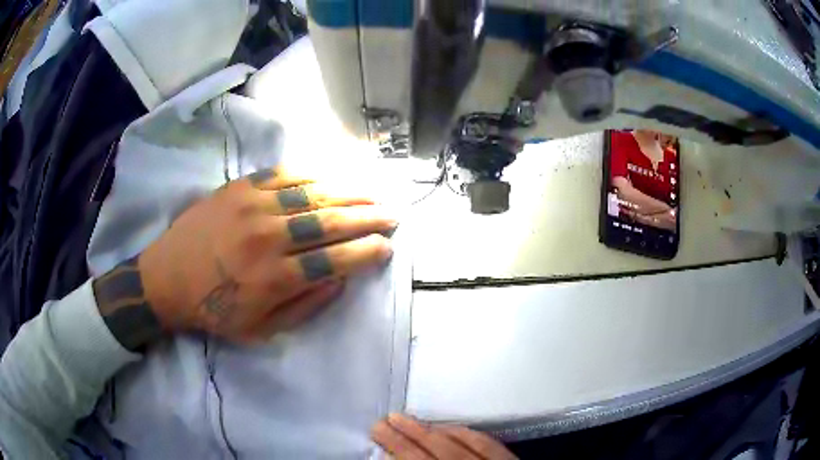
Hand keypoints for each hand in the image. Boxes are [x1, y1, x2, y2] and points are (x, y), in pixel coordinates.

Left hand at [94, 168, 396, 348]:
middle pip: (330, 221)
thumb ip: (305, 305)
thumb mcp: (260, 330)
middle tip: (393, 214)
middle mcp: (268, 237)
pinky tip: (331, 176)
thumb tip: (339, 278)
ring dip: (348, 191)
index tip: (387, 245)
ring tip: (373, 192)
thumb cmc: (213, 310)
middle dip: (368, 217)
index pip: (335, 259)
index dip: (366, 251)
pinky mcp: (238, 187)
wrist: (166, 278)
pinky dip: (312, 175)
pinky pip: (283, 174)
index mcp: (274, 278)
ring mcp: (252, 206)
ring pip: (312, 193)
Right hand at [371, 414, 516, 459]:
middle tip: (384, 421)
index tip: (379, 434)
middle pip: (435, 451)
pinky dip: (465, 433)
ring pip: (459, 444)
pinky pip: (486, 443)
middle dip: (407, 435)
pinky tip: (450, 428)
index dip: (397, 447)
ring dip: (431, 430)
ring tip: (408, 420)